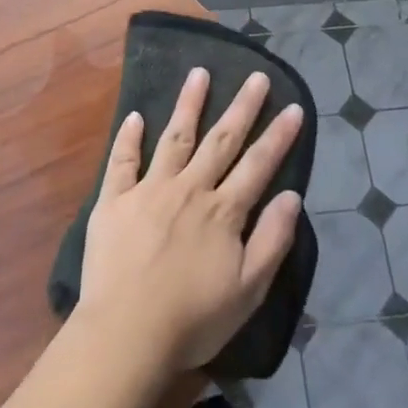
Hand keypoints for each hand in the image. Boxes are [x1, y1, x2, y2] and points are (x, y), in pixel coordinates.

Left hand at [74, 68, 304, 376]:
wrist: (126, 334)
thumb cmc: (193, 320)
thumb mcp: (249, 290)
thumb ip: (271, 239)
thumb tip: (292, 195)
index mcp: (222, 212)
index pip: (258, 165)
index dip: (278, 136)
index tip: (293, 107)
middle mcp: (189, 190)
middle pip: (221, 141)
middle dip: (242, 107)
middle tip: (256, 77)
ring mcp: (149, 190)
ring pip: (174, 138)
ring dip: (188, 105)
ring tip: (199, 73)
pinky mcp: (114, 201)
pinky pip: (122, 161)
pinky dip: (129, 137)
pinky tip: (134, 116)